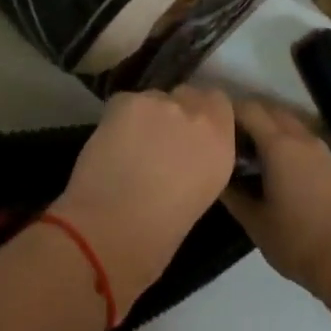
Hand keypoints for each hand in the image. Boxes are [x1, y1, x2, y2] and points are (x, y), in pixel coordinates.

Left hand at [50, 87, 235, 309]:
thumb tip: (186, 153)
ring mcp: (160, 103)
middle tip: (158, 139)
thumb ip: (201, 161)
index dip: (203, 113)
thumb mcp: (201, 195)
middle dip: (176, 112)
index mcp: (220, 144)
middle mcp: (196, 115)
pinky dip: (118, 119)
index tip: (189, 132)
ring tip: (129, 145)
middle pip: (188, 95)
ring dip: (147, 115)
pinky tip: (109, 143)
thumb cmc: (159, 235)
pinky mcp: (125, 100)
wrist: (113, 230)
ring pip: (154, 98)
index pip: (219, 103)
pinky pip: (125, 102)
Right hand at [222, 101, 330, 311]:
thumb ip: (233, 194)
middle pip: (272, 111)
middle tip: (232, 142)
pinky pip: (308, 143)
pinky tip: (284, 173)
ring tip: (255, 157)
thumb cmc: (296, 241)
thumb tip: (218, 176)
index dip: (229, 112)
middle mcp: (302, 139)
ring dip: (272, 131)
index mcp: (278, 146)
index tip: (215, 126)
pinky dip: (291, 145)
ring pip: (292, 126)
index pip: (249, 110)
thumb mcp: (255, 222)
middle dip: (250, 118)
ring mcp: (324, 151)